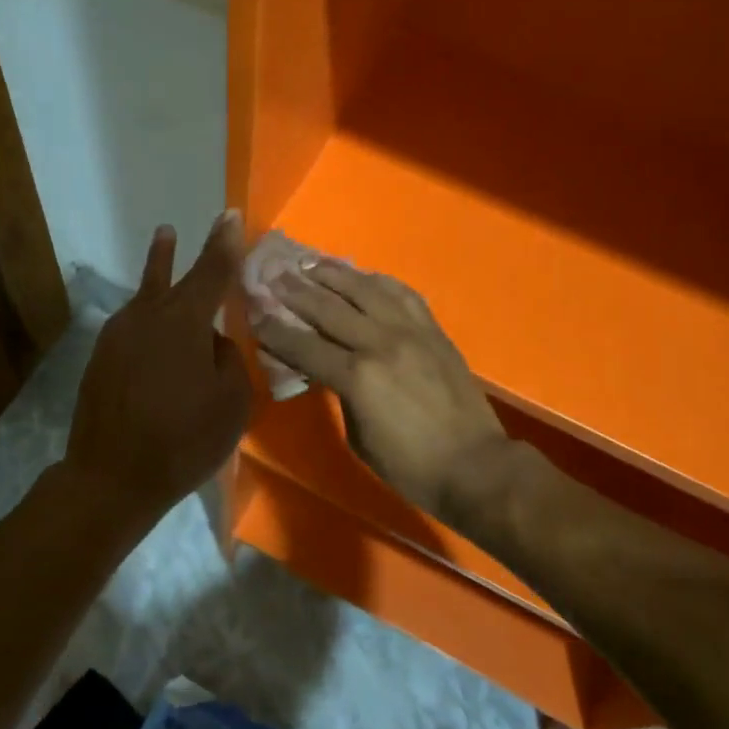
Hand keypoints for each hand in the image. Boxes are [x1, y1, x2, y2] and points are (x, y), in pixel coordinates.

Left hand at [65, 213, 252, 523]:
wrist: (110, 478)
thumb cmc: (182, 439)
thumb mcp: (231, 402)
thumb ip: (228, 359)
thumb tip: (212, 342)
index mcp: (184, 320)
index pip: (212, 270)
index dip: (224, 243)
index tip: (228, 215)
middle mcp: (147, 316)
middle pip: (172, 276)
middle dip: (183, 251)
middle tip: (189, 227)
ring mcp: (118, 335)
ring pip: (146, 296)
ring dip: (158, 271)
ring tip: (164, 242)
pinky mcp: (101, 356)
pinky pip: (133, 324)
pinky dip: (148, 317)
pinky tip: (154, 326)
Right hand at [251, 260, 508, 519]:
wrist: (474, 464)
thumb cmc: (410, 466)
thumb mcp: (359, 437)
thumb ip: (338, 393)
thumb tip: (323, 367)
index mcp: (357, 377)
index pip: (303, 345)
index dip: (274, 330)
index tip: (254, 311)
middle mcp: (380, 343)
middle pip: (329, 307)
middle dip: (296, 290)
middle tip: (274, 275)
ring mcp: (410, 331)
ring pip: (365, 289)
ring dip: (334, 274)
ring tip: (311, 262)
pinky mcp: (433, 329)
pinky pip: (402, 293)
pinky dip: (378, 280)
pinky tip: (363, 275)